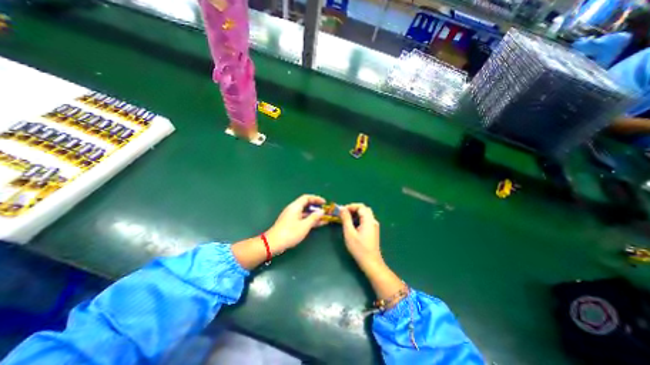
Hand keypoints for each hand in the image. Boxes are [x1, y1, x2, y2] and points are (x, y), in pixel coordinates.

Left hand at [263, 194, 324, 253]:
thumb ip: (314, 217)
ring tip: (324, 218)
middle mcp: (293, 209)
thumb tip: (321, 211)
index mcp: (295, 206)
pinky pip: (303, 218)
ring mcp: (291, 216)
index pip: (307, 198)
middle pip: (306, 205)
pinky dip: (310, 220)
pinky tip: (317, 224)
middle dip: (316, 207)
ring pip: (305, 212)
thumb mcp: (304, 225)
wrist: (273, 243)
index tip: (324, 203)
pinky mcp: (291, 223)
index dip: (316, 199)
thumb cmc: (290, 233)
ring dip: (314, 215)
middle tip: (325, 211)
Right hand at [340, 204, 381, 269]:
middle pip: (364, 209)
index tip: (341, 211)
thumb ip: (346, 219)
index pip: (361, 207)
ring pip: (365, 214)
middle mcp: (373, 221)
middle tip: (343, 214)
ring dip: (355, 214)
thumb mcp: (349, 233)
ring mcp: (374, 226)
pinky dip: (358, 219)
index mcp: (368, 220)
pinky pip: (366, 220)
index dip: (351, 206)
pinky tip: (352, 225)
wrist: (371, 262)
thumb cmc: (359, 248)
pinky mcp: (373, 230)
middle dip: (353, 209)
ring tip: (346, 219)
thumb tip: (342, 208)